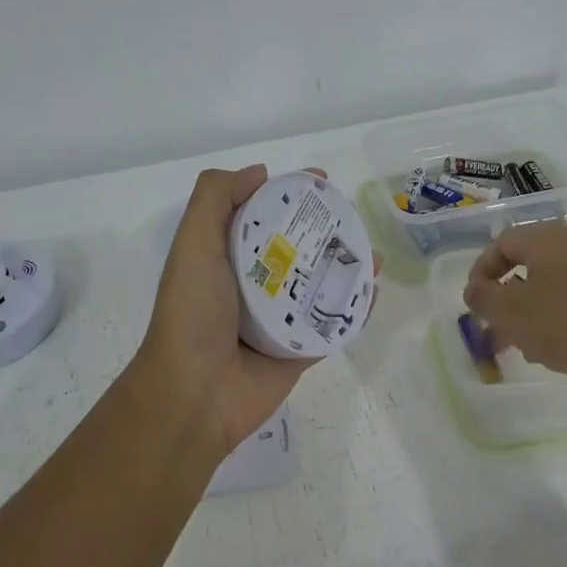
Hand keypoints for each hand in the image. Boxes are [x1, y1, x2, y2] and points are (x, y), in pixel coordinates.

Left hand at [137, 165, 377, 457]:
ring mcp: (279, 318)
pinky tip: (373, 291)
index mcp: (228, 257)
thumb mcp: (194, 243)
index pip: (265, 214)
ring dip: (348, 266)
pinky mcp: (299, 350)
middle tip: (354, 216)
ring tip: (373, 253)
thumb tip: (260, 173)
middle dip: (328, 229)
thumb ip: (216, 198)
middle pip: (299, 246)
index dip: (291, 194)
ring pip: (321, 283)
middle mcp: (254, 283)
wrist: (195, 393)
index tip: (321, 181)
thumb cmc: (193, 311)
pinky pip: (333, 324)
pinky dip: (354, 308)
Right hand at [462, 222, 566, 389]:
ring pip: (558, 287)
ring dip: (536, 314)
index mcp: (548, 239)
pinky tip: (566, 353)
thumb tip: (476, 290)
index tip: (474, 303)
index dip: (481, 271)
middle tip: (498, 330)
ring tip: (529, 349)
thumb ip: (483, 299)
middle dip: (509, 300)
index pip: (502, 242)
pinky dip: (566, 322)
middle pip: (531, 266)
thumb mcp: (511, 313)